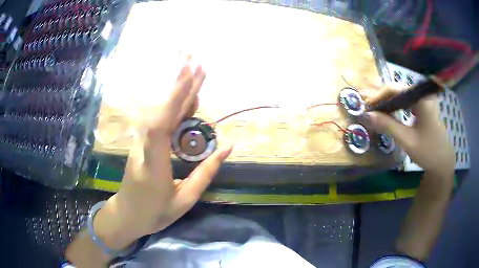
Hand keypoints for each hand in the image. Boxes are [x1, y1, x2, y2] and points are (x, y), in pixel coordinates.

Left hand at [94, 58, 232, 250]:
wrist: (127, 214)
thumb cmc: (154, 212)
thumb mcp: (185, 200)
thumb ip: (205, 173)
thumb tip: (226, 147)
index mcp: (154, 163)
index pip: (161, 126)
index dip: (175, 99)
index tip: (190, 76)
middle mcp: (145, 146)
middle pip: (162, 111)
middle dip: (179, 84)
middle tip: (195, 61)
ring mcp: (143, 142)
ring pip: (162, 111)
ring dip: (178, 89)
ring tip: (193, 69)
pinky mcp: (145, 142)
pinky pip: (162, 119)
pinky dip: (176, 104)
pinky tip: (186, 95)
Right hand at [364, 83, 453, 175]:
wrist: (443, 162)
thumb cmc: (428, 151)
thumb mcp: (407, 140)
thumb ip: (388, 126)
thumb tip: (368, 116)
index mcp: (421, 98)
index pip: (394, 89)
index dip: (378, 96)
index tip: (366, 107)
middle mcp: (422, 94)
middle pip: (397, 90)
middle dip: (382, 99)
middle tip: (370, 111)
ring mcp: (424, 99)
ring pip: (401, 95)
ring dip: (388, 103)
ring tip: (377, 112)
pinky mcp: (424, 106)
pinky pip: (407, 101)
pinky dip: (396, 107)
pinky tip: (391, 114)